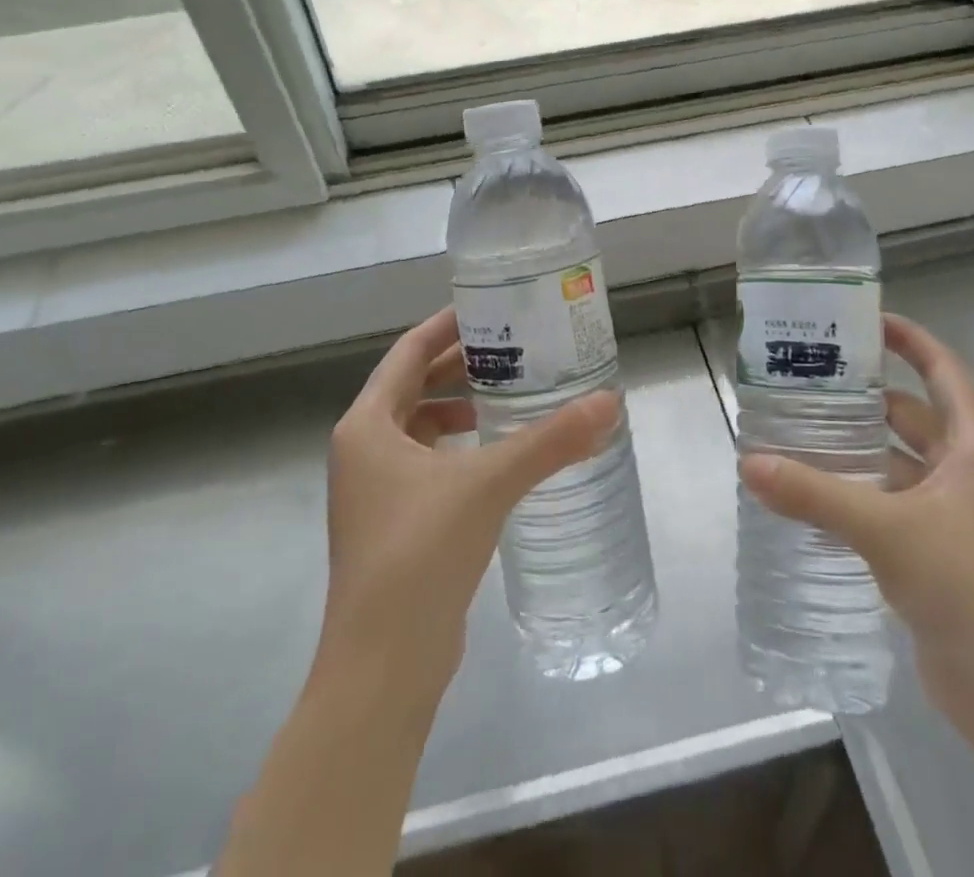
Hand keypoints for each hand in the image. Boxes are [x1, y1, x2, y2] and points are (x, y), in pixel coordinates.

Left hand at [318, 306, 620, 698]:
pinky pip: (426, 463)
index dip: (446, 327)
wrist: (382, 665)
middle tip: (513, 348)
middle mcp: (363, 449)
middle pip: (413, 387)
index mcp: (367, 425)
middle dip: (459, 366)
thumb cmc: (420, 553)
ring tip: (510, 396)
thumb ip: (550, 441)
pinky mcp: (392, 523)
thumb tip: (609, 403)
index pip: (408, 353)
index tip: (489, 308)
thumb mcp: (488, 484)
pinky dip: (458, 448)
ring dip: (459, 408)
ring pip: (419, 427)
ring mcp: (374, 490)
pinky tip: (497, 456)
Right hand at [740, 313, 973, 732]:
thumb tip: (748, 462)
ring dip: (853, 448)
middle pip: (909, 413)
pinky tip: (809, 490)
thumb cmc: (969, 587)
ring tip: (793, 428)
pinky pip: (886, 502)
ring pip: (894, 461)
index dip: (907, 339)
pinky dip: (854, 491)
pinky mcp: (933, 550)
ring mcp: (951, 513)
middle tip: (804, 378)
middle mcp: (965, 470)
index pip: (941, 370)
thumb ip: (815, 494)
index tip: (860, 319)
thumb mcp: (888, 529)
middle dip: (862, 396)